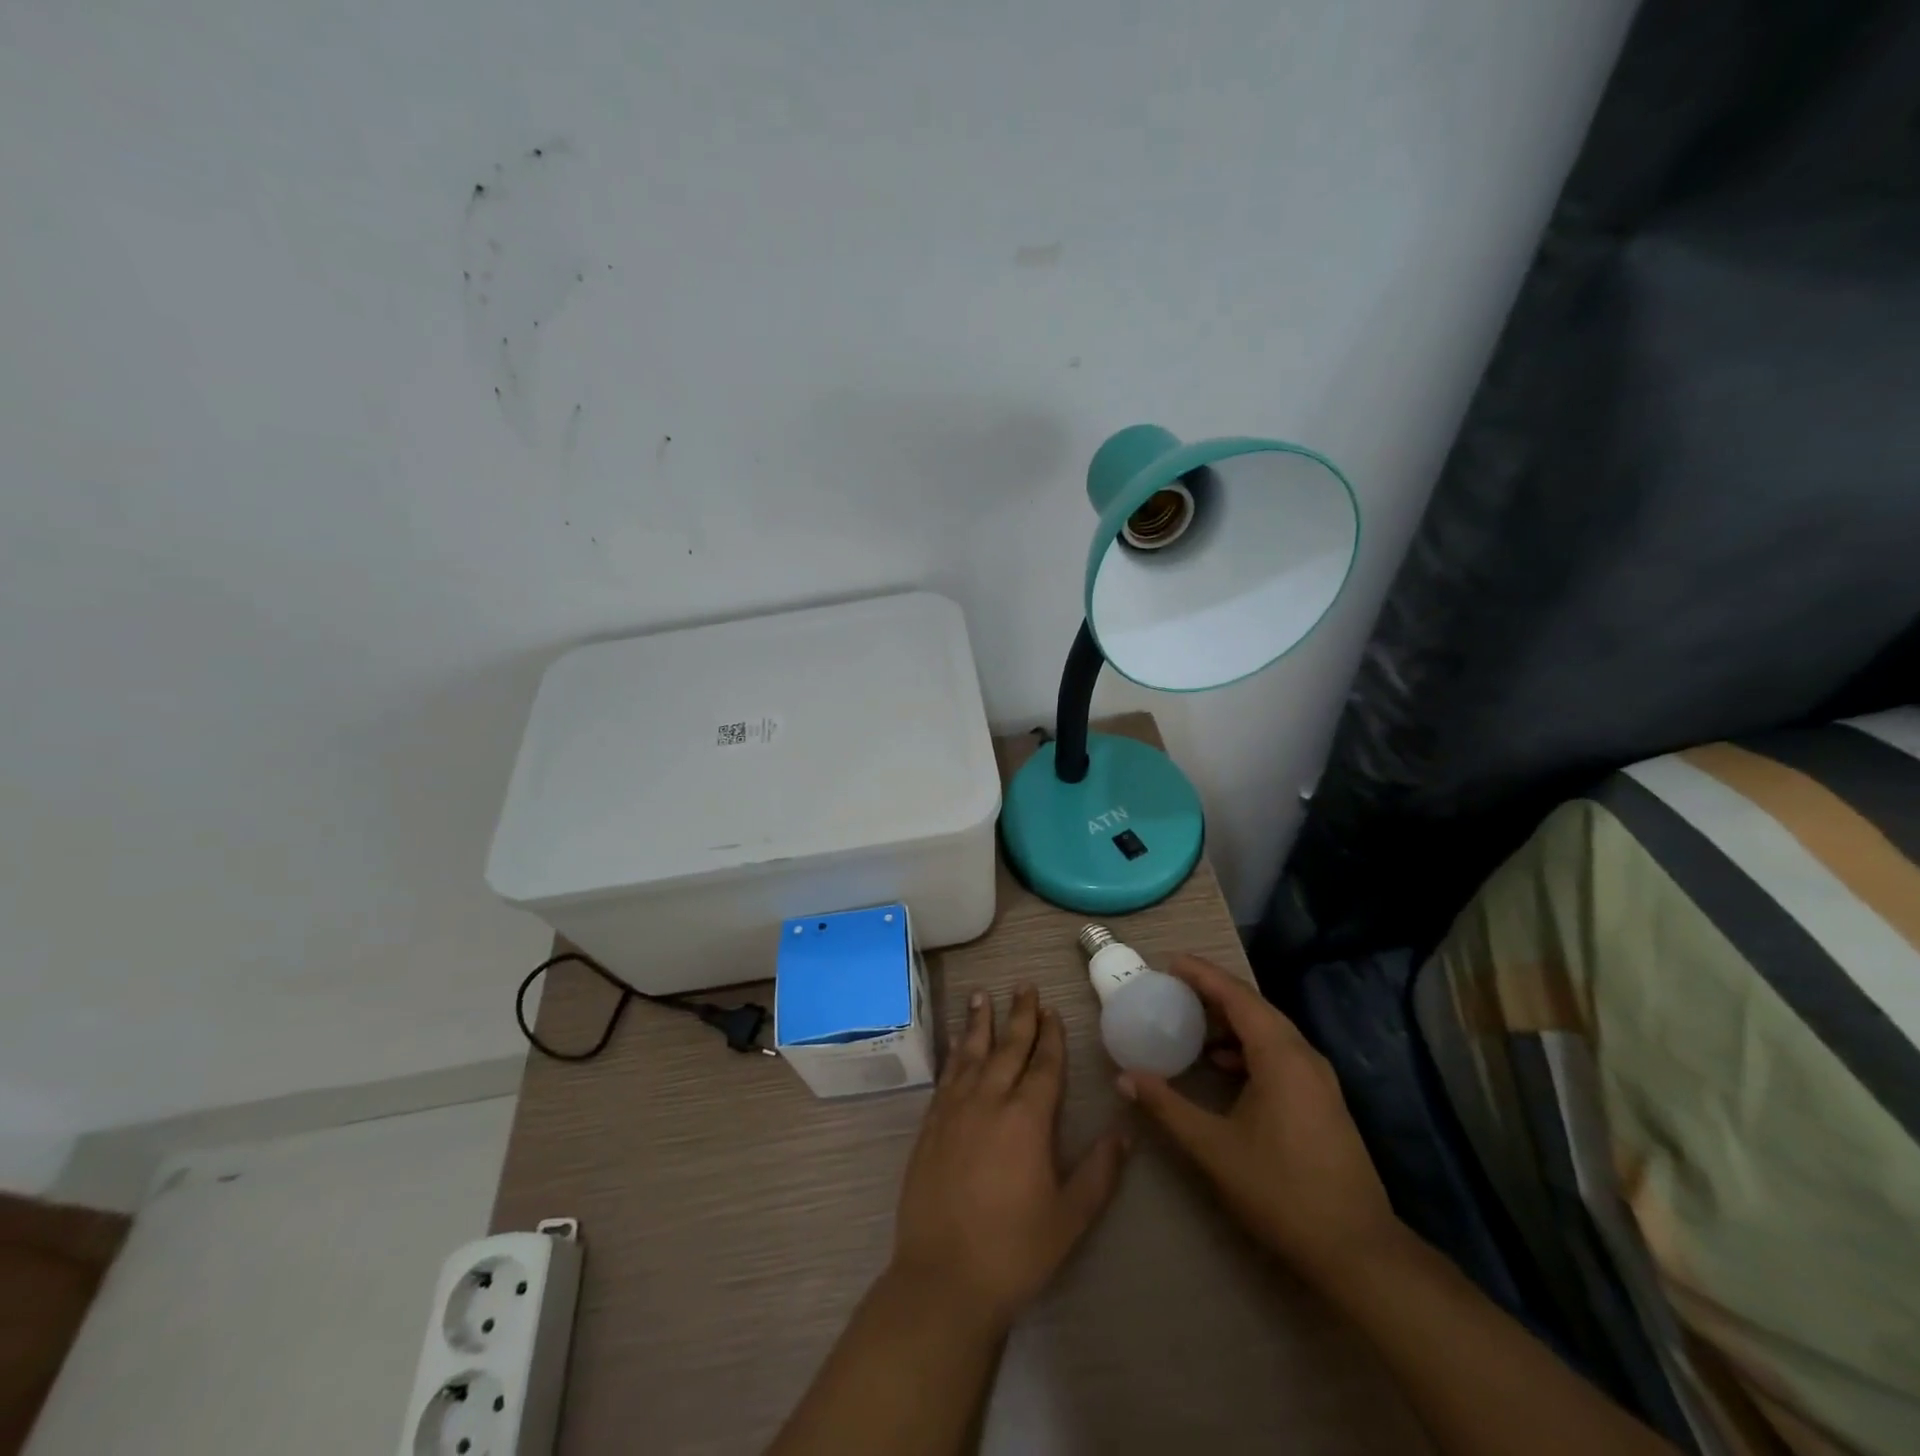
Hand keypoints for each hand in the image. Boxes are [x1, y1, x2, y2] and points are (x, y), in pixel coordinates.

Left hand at [890, 985, 1129, 1328]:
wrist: (943, 1277)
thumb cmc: (1014, 1250)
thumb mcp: (1069, 1217)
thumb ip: (1099, 1172)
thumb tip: (1124, 1131)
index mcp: (1027, 1120)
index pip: (1043, 1065)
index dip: (1051, 1037)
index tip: (1052, 1010)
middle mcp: (990, 1101)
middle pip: (1008, 1048)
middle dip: (1020, 1015)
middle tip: (1025, 986)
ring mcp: (955, 1110)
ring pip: (971, 1053)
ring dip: (979, 1022)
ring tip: (982, 994)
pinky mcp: (930, 1125)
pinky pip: (946, 1075)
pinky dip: (953, 1052)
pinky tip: (955, 1041)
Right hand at [1118, 955, 1400, 1287]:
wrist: (1358, 1251)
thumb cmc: (1282, 1191)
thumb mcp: (1214, 1148)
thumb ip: (1167, 1107)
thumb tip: (1125, 1078)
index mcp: (1281, 1056)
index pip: (1237, 996)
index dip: (1202, 974)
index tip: (1169, 963)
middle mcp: (1304, 1055)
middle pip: (1254, 1006)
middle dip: (1213, 992)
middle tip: (1172, 987)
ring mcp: (1318, 1078)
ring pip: (1269, 1030)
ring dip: (1230, 1020)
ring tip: (1191, 1021)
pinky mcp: (1322, 1099)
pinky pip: (1279, 1052)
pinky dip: (1247, 1046)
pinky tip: (1223, 1065)